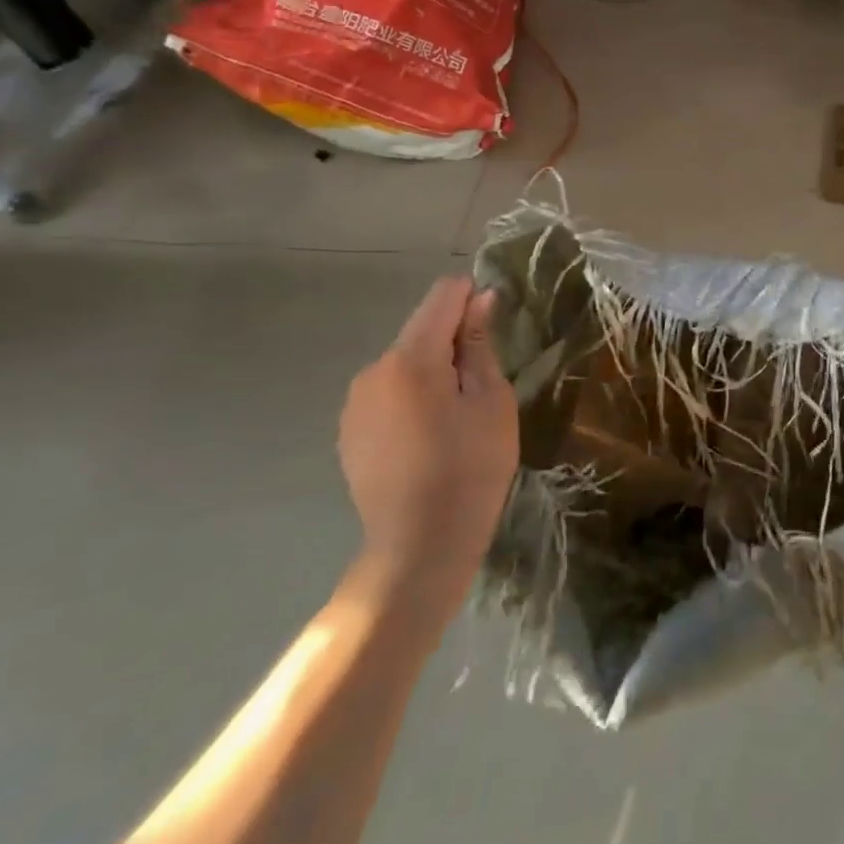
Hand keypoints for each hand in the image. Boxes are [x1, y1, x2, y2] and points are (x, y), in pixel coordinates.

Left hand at [339, 277, 517, 615]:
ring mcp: (355, 402)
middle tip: (482, 386)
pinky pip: (388, 392)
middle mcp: (373, 370)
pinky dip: (411, 397)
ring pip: (404, 362)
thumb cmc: (470, 468)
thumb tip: (480, 299)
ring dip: (432, 370)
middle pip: (421, 330)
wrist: (419, 547)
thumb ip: (480, 344)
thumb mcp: (491, 401)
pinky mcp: (350, 430)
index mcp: (411, 358)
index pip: (442, 296)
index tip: (494, 329)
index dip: (472, 299)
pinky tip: (428, 437)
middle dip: (453, 341)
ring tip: (456, 417)